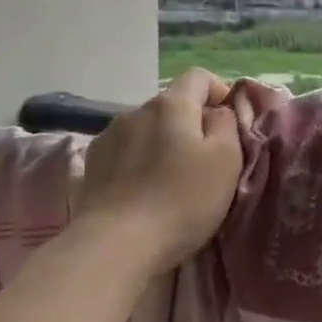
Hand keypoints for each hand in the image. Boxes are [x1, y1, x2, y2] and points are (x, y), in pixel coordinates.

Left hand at [75, 69, 241, 270]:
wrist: (116, 245)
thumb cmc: (182, 199)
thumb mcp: (226, 160)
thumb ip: (227, 124)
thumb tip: (217, 112)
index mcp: (171, 104)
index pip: (199, 76)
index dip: (219, 93)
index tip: (229, 125)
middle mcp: (136, 111)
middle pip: (172, 105)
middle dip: (191, 124)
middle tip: (206, 162)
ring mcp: (108, 137)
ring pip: (147, 129)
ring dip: (162, 144)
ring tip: (171, 180)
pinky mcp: (91, 166)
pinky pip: (125, 152)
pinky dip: (139, 163)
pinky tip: (143, 192)